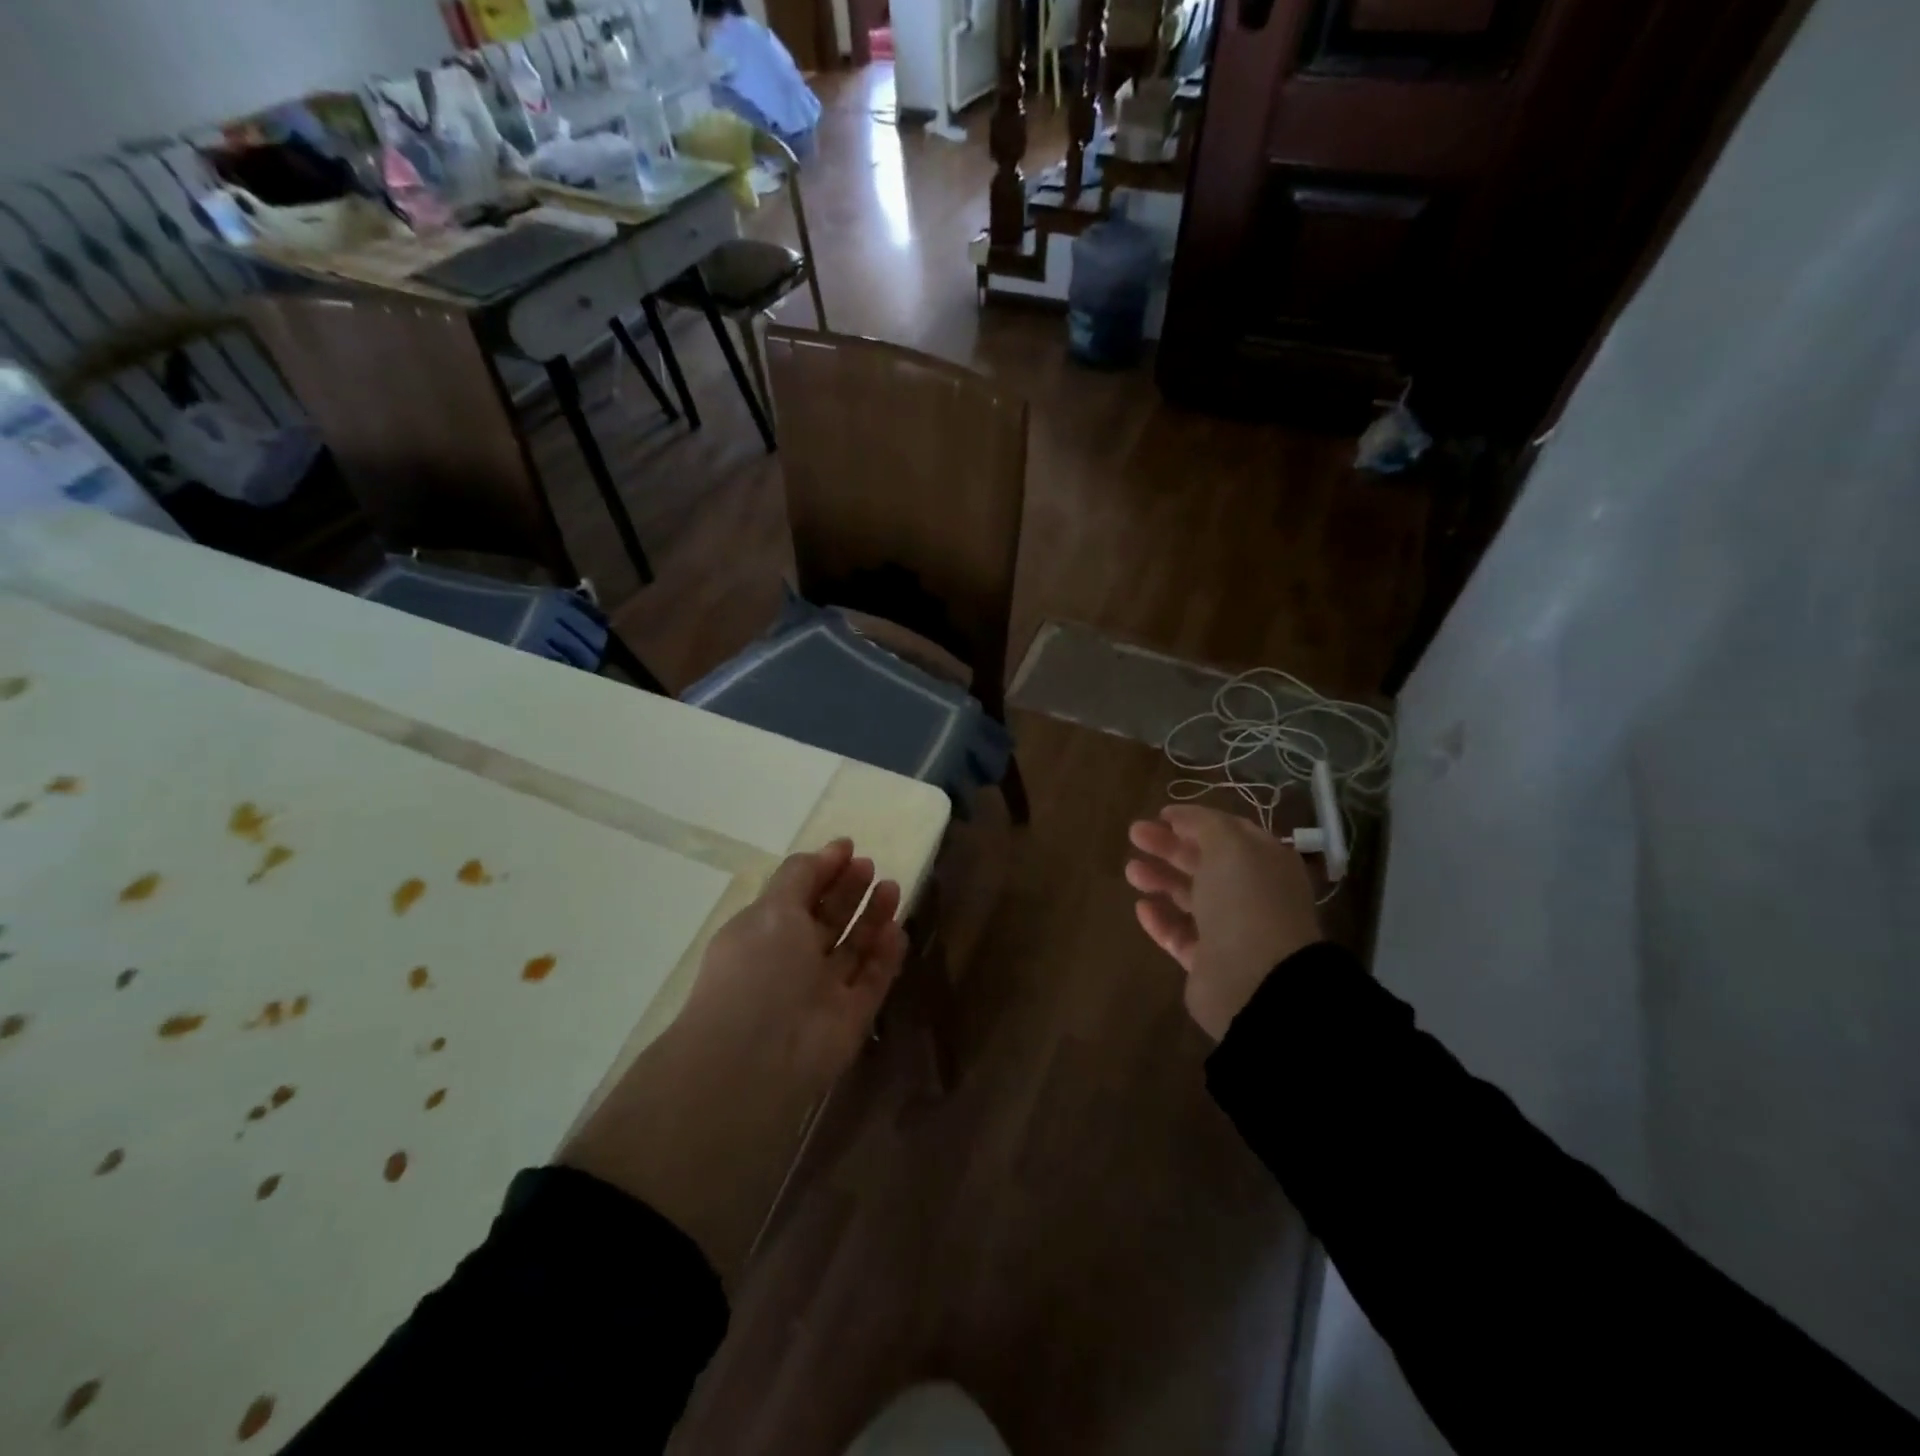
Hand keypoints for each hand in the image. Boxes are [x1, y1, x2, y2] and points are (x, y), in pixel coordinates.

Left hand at [676, 837, 908, 1096]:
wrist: (758, 1058)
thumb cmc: (758, 970)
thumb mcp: (771, 909)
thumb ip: (799, 876)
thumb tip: (828, 851)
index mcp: (764, 934)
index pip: (797, 895)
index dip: (822, 870)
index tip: (848, 848)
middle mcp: (793, 961)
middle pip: (827, 919)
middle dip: (849, 890)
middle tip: (870, 866)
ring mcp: (823, 991)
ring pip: (854, 948)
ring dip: (873, 917)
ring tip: (892, 888)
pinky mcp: (851, 1018)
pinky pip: (872, 980)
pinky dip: (885, 955)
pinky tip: (897, 930)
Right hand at [1126, 805, 1322, 1040]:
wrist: (1257, 980)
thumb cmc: (1246, 900)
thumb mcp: (1229, 845)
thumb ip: (1203, 824)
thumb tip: (1179, 817)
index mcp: (1265, 862)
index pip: (1228, 833)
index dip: (1194, 821)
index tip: (1160, 815)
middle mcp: (1251, 894)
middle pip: (1204, 863)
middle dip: (1169, 846)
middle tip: (1134, 834)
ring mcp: (1230, 930)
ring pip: (1190, 897)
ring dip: (1160, 879)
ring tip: (1131, 871)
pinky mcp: (1208, 962)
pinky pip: (1180, 935)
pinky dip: (1160, 919)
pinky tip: (1141, 907)